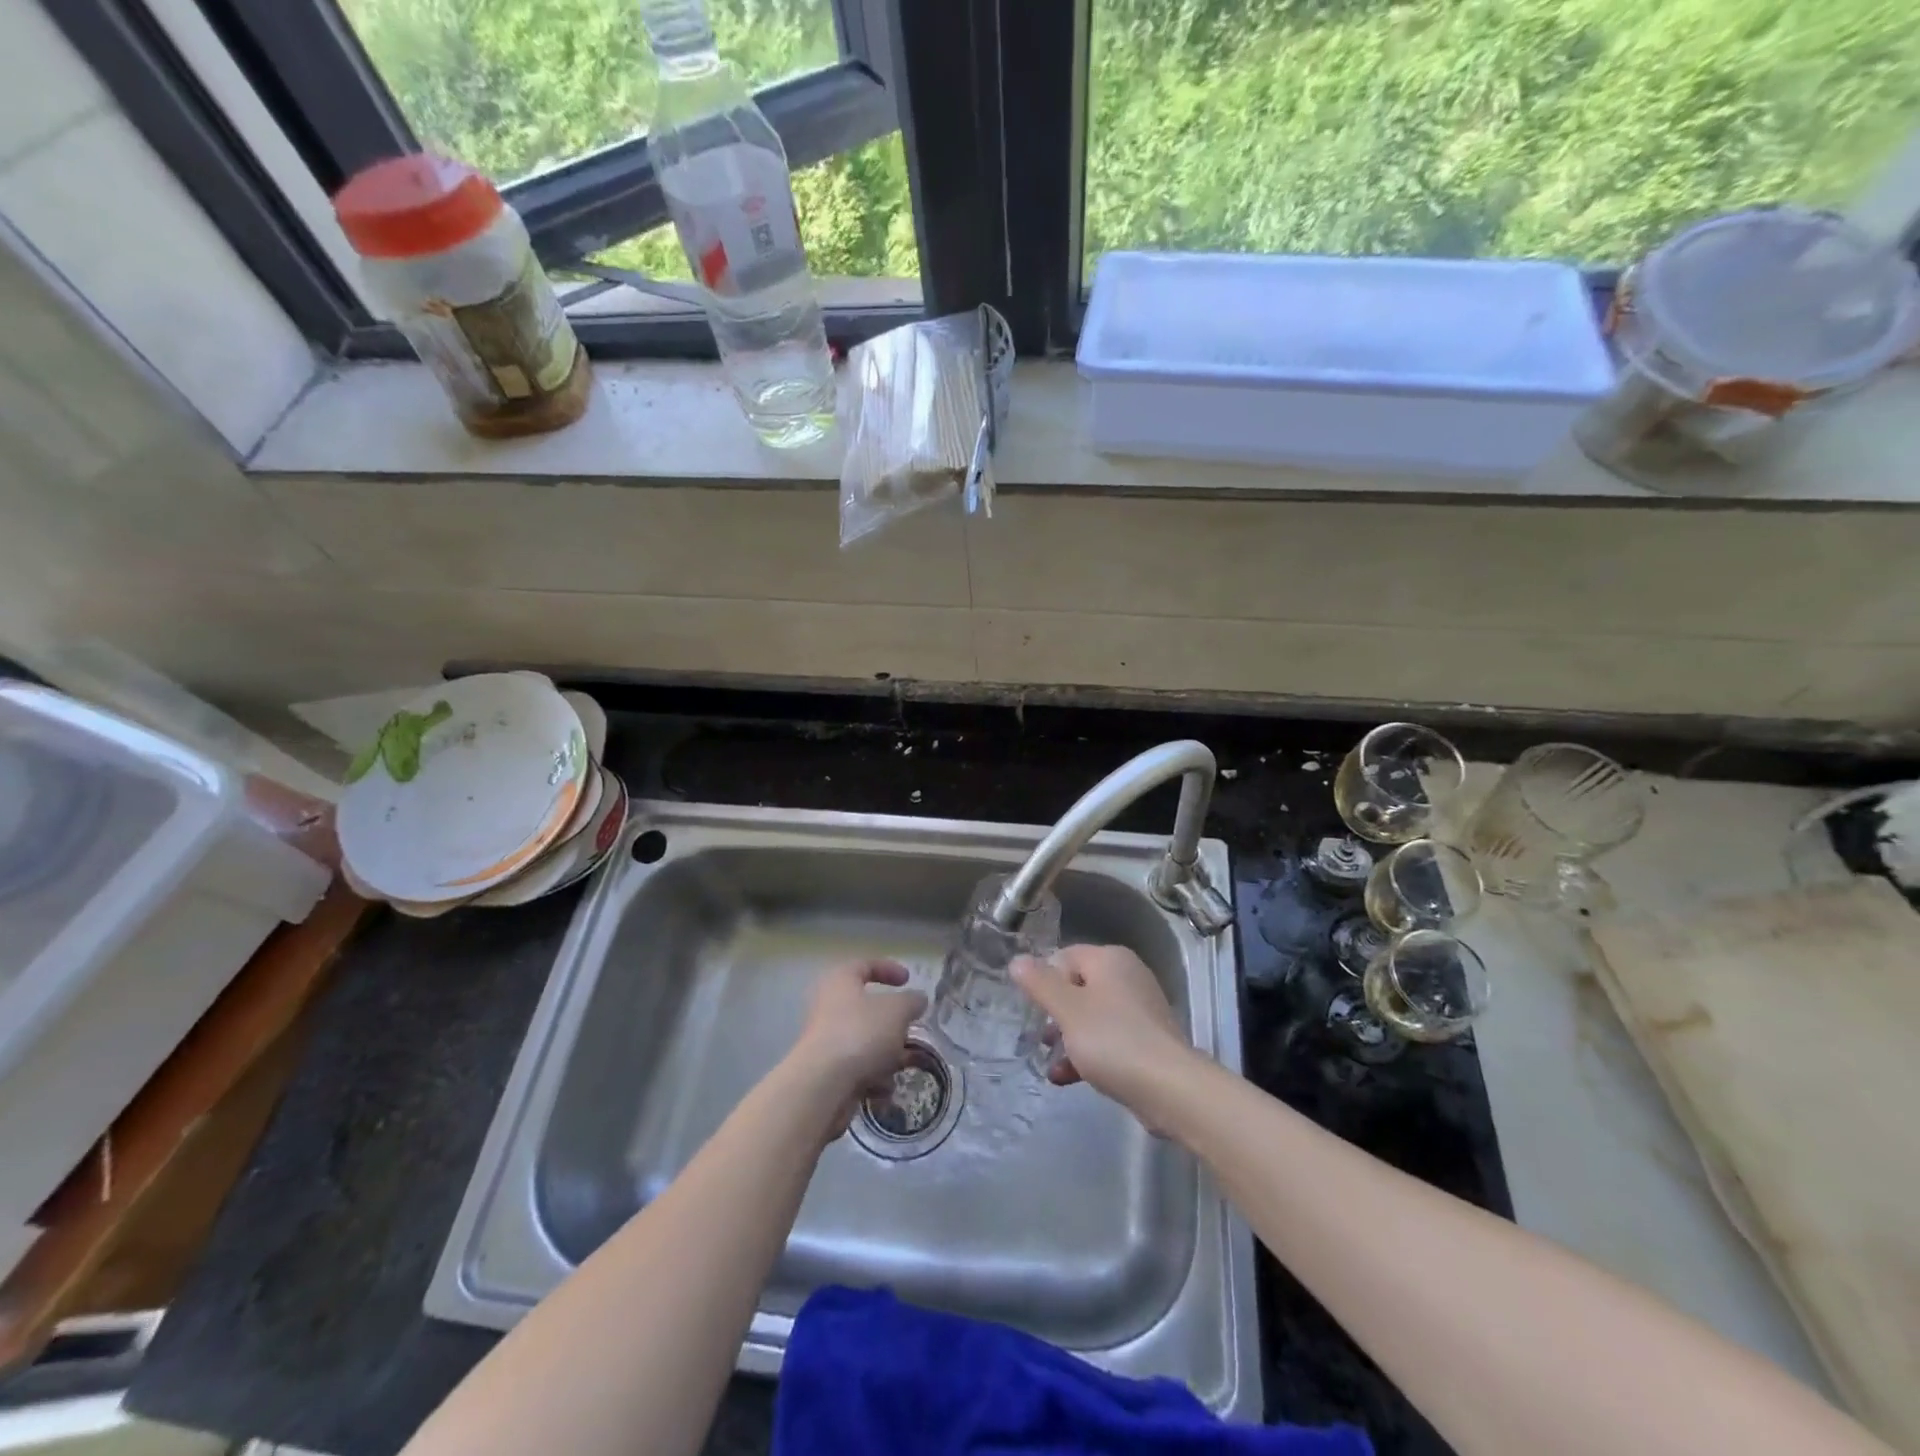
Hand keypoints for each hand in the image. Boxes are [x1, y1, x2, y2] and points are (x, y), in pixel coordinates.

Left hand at [786, 959, 927, 1135]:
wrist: (823, 1085)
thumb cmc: (861, 1033)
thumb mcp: (898, 1010)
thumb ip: (912, 1001)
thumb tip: (917, 999)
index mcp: (841, 981)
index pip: (865, 965)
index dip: (889, 969)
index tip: (908, 980)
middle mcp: (829, 1006)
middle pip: (868, 1009)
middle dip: (894, 1024)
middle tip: (910, 1031)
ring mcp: (826, 1040)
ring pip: (867, 1041)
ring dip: (887, 1055)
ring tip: (900, 1067)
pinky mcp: (827, 1071)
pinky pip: (858, 1068)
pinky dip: (873, 1078)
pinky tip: (882, 1089)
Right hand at [1011, 945, 1195, 1121]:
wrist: (1170, 1088)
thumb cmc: (1112, 1039)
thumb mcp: (1067, 1009)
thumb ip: (1040, 983)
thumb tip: (1017, 960)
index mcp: (1110, 959)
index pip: (1065, 956)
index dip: (1044, 979)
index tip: (1031, 1007)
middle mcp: (1128, 976)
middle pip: (1078, 987)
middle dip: (1054, 1013)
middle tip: (1039, 1037)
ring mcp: (1140, 1010)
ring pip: (1091, 1016)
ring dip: (1067, 1037)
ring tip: (1048, 1060)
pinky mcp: (1146, 1041)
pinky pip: (1108, 1039)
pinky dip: (1087, 1054)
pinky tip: (1066, 1078)